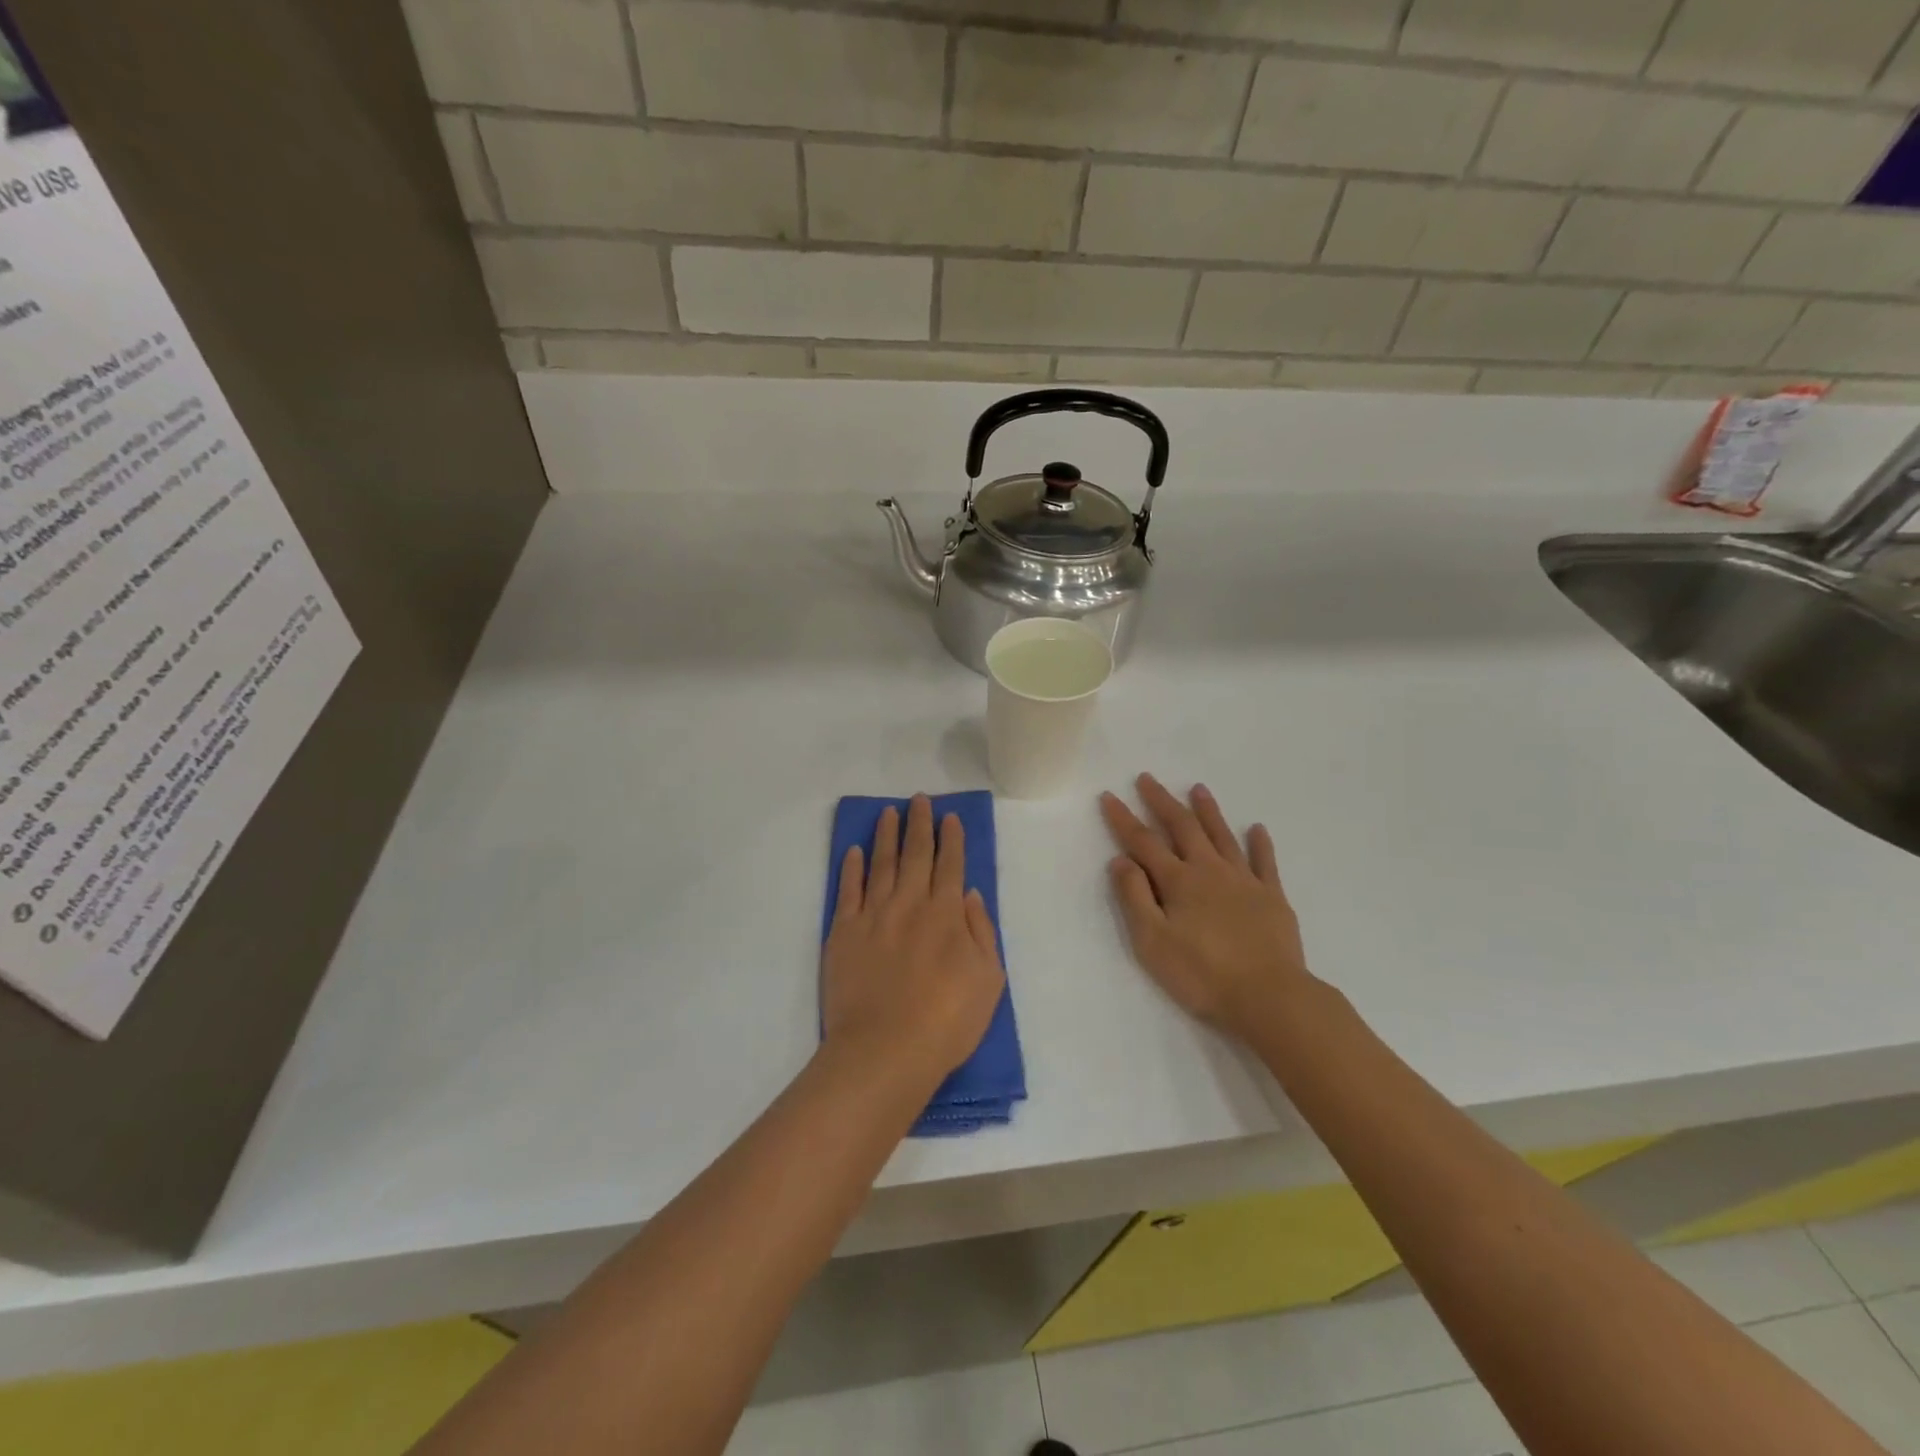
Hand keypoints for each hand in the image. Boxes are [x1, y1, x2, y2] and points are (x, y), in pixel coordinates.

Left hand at [822, 795, 1006, 1084]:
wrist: (885, 1050)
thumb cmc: (947, 1021)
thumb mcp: (989, 979)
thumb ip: (981, 932)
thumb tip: (968, 894)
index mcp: (946, 914)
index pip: (950, 865)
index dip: (951, 839)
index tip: (950, 817)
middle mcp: (910, 903)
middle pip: (916, 854)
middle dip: (920, 825)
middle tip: (918, 800)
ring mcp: (873, 915)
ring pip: (881, 864)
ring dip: (886, 836)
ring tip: (888, 813)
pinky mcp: (843, 932)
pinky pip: (848, 890)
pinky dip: (851, 868)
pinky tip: (854, 851)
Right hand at [1100, 774, 1314, 1035]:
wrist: (1269, 997)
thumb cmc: (1202, 974)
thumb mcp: (1152, 941)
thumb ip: (1135, 897)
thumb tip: (1120, 860)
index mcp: (1178, 881)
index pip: (1143, 842)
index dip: (1123, 819)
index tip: (1109, 796)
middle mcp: (1210, 870)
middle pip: (1182, 827)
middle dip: (1162, 801)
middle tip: (1148, 778)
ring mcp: (1244, 881)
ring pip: (1222, 836)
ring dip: (1208, 811)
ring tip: (1198, 788)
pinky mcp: (1273, 897)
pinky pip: (1265, 862)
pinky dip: (1260, 843)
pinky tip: (1257, 828)